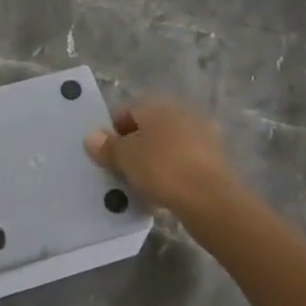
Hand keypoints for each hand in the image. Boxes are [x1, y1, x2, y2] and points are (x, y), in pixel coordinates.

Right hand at [83, 98, 238, 218]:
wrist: (212, 200)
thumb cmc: (161, 169)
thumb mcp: (125, 158)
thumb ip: (106, 146)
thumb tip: (91, 136)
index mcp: (158, 105)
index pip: (127, 111)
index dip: (112, 132)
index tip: (104, 156)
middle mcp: (181, 113)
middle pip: (148, 128)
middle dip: (133, 147)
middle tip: (120, 171)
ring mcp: (201, 135)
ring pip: (166, 146)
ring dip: (153, 161)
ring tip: (141, 186)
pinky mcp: (215, 160)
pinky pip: (183, 163)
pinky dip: (172, 174)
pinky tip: (163, 194)